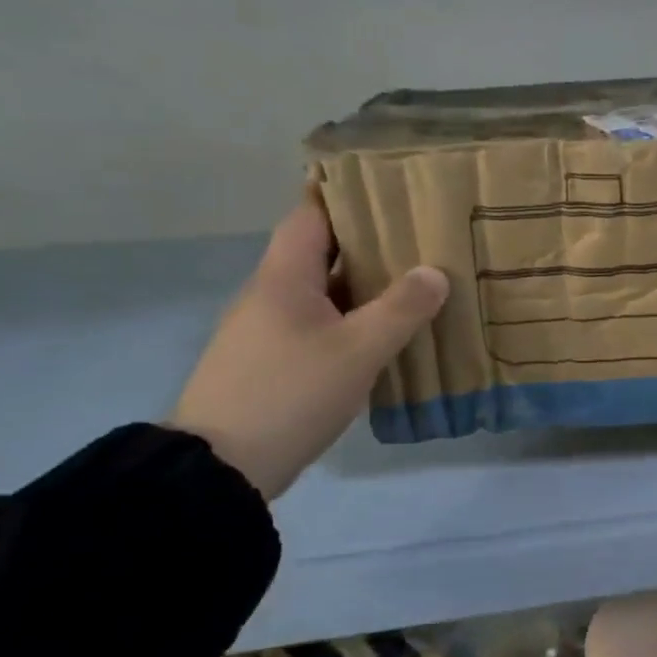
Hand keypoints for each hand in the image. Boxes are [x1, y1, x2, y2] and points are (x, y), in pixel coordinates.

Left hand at [171, 195, 448, 498]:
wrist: (220, 469)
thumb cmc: (290, 394)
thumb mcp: (357, 351)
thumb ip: (400, 309)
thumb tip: (435, 273)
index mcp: (284, 277)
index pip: (311, 214)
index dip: (344, 195)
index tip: (387, 187)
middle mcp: (269, 294)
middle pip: (320, 252)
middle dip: (367, 242)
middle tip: (419, 236)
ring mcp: (265, 330)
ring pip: (321, 292)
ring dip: (361, 285)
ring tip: (412, 281)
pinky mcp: (269, 362)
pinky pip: (316, 324)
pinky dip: (349, 319)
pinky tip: (382, 333)